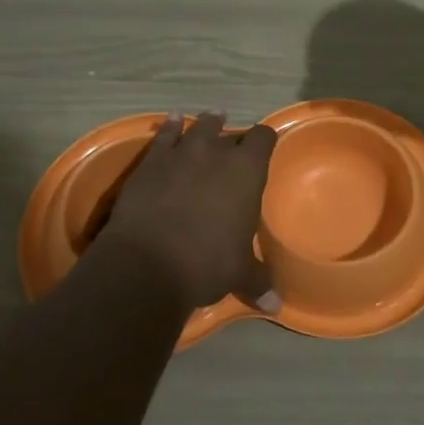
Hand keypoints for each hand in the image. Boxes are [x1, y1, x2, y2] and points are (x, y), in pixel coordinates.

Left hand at [95, 110, 278, 312]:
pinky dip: (169, 128)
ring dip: (205, 124)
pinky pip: (163, 136)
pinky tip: (171, 122)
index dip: (265, 140)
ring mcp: (181, 154)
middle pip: (229, 132)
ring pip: (197, 128)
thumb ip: (258, 280)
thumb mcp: (239, 274)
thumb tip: (276, 305)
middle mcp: (216, 153)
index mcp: (247, 172)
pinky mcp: (150, 162)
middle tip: (233, 145)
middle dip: (233, 138)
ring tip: (211, 119)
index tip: (265, 145)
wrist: (148, 263)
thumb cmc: (206, 263)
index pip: (263, 139)